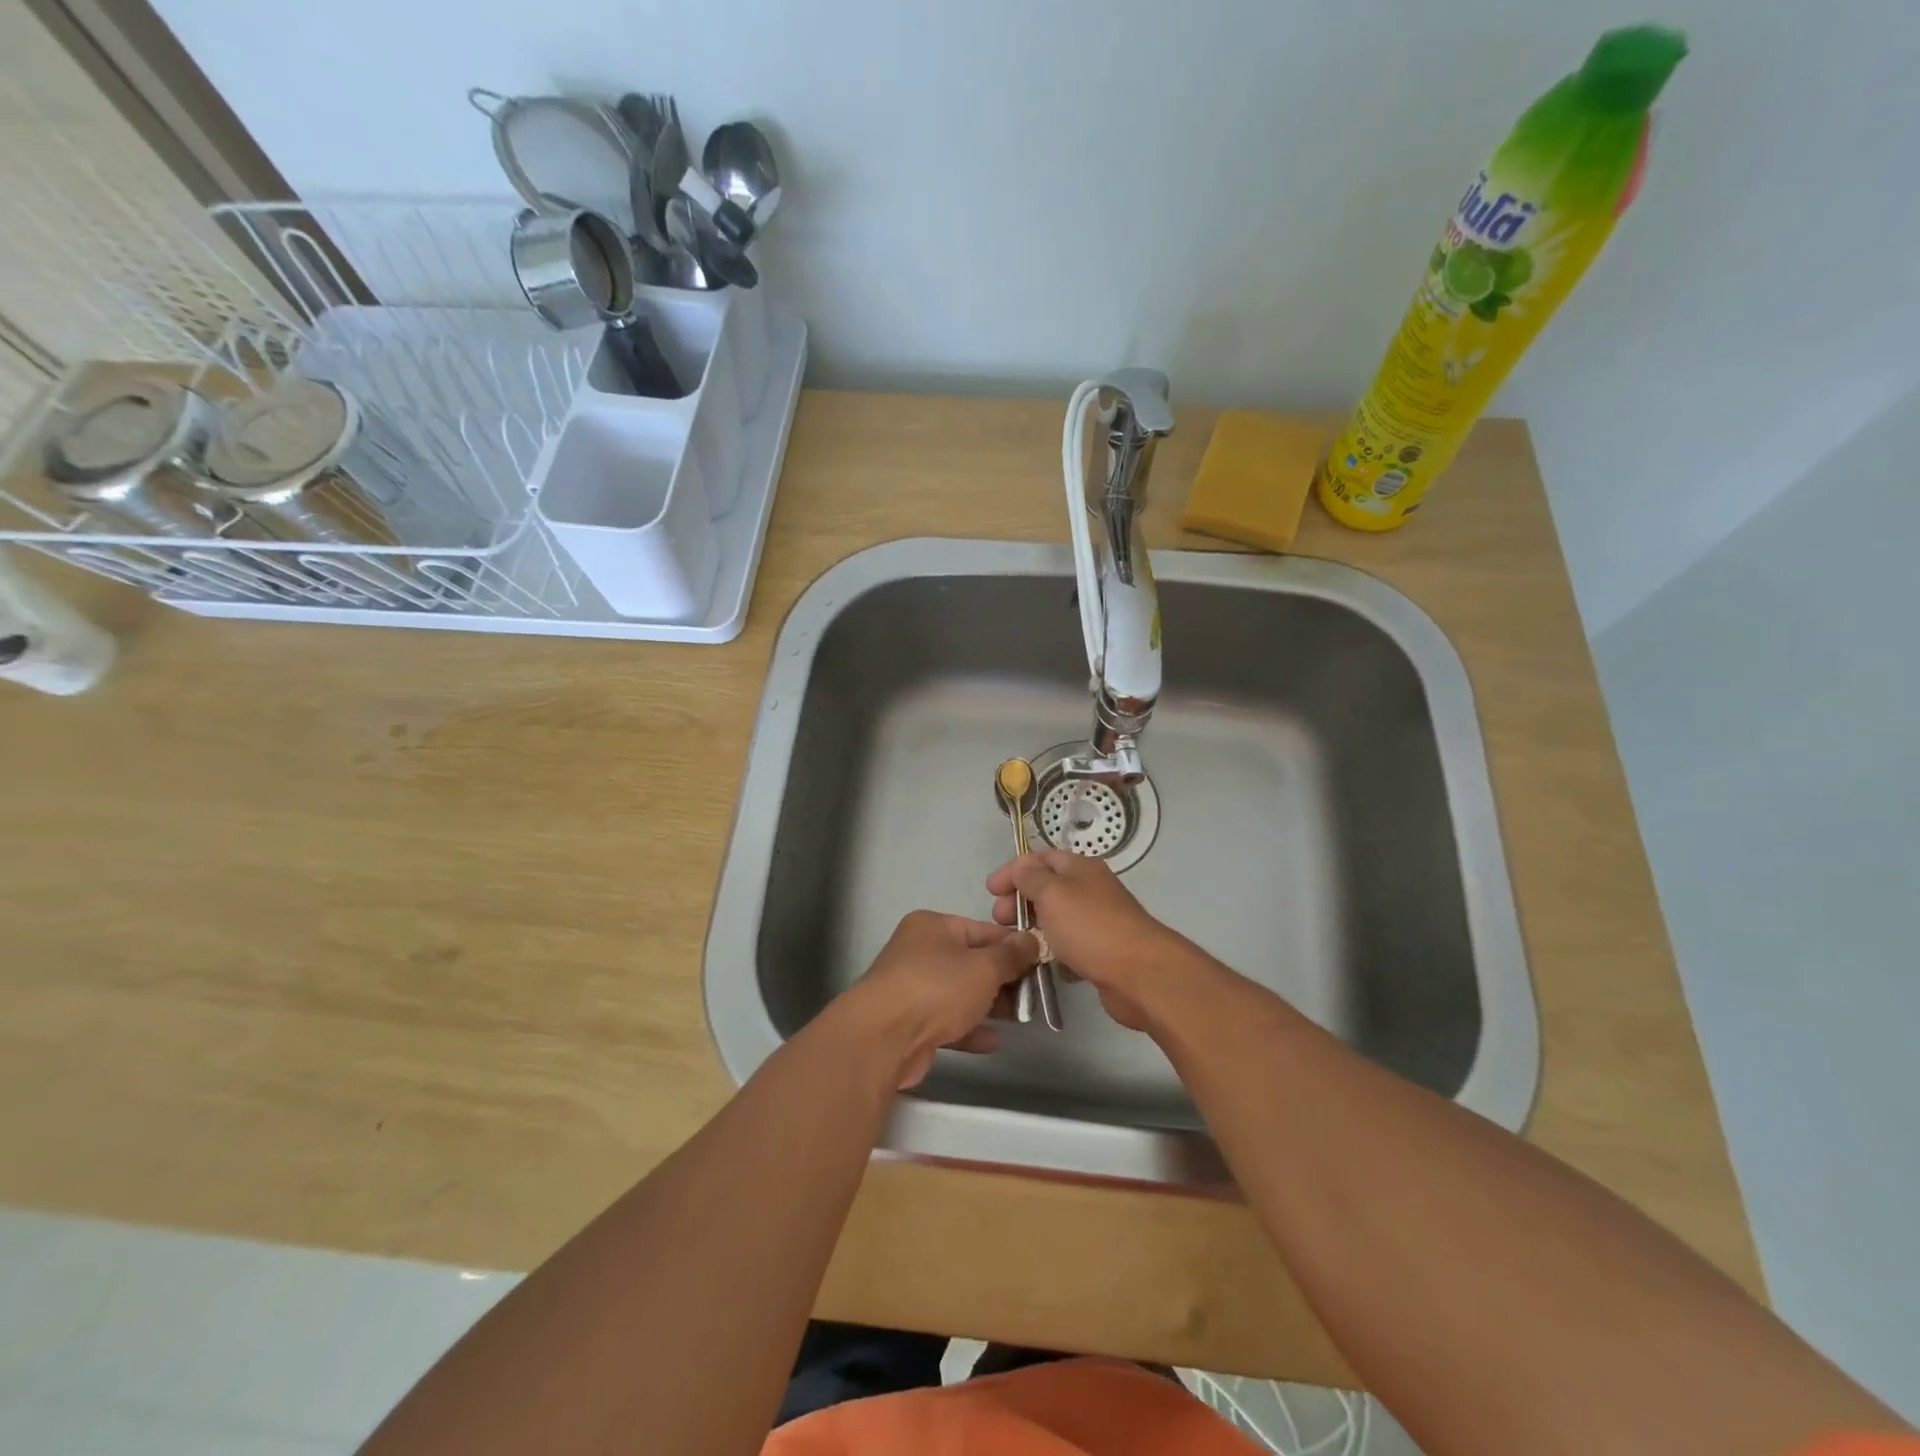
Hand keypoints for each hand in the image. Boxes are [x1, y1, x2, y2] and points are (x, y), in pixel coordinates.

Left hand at [833, 911, 1038, 1088]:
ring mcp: (912, 988)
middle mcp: (919, 951)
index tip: (1040, 962)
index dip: (1013, 945)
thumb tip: (1032, 939)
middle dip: (1003, 978)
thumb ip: (1012, 954)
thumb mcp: (984, 966)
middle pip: (971, 961)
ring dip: (989, 1005)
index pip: (982, 930)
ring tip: (1021, 1017)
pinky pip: (947, 1021)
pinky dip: (970, 1028)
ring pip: (959, 993)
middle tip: (1033, 994)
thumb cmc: (936, 988)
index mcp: (933, 926)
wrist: (882, 1038)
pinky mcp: (910, 1023)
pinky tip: (994, 1041)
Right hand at [987, 851, 1184, 1030]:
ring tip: (1015, 943)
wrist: (1139, 974)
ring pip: (1056, 918)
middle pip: (1047, 888)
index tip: (990, 891)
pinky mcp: (1101, 951)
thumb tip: (1021, 867)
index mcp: (1080, 867)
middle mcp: (1090, 889)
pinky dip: (1053, 951)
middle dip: (1019, 900)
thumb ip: (1031, 877)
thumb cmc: (1090, 927)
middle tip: (1000, 920)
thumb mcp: (1053, 893)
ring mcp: (1097, 921)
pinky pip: (1069, 945)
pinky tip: (1042, 963)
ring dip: (1033, 927)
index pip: (1040, 858)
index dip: (1012, 870)